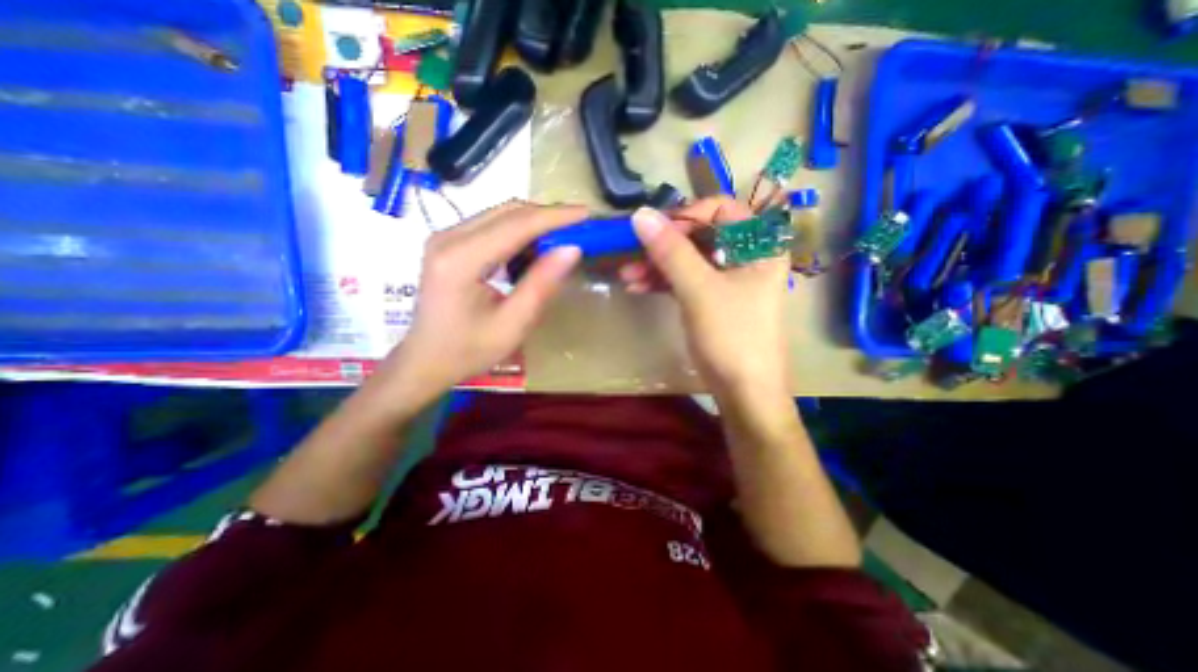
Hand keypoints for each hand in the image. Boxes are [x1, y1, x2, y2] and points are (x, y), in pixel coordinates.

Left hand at [373, 200, 580, 409]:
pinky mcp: (450, 242)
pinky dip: (519, 233)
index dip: (555, 216)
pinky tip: (534, 250)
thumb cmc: (468, 350)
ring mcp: (446, 237)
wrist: (426, 359)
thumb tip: (572, 249)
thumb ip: (541, 285)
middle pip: (508, 212)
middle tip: (580, 227)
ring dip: (535, 223)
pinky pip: (492, 226)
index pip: (516, 224)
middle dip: (548, 216)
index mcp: (460, 259)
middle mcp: (448, 237)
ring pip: (501, 215)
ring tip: (563, 238)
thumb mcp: (512, 325)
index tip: (586, 214)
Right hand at [624, 199, 793, 398]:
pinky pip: (685, 280)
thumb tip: (640, 214)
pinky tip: (638, 286)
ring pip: (688, 259)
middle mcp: (746, 256)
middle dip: (663, 245)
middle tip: (631, 252)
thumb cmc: (732, 336)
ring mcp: (727, 279)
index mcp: (758, 245)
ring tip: (626, 275)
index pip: (721, 209)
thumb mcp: (699, 290)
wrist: (743, 392)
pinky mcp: (712, 299)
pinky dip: (662, 282)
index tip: (654, 230)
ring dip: (656, 265)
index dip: (686, 215)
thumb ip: (671, 250)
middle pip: (700, 235)